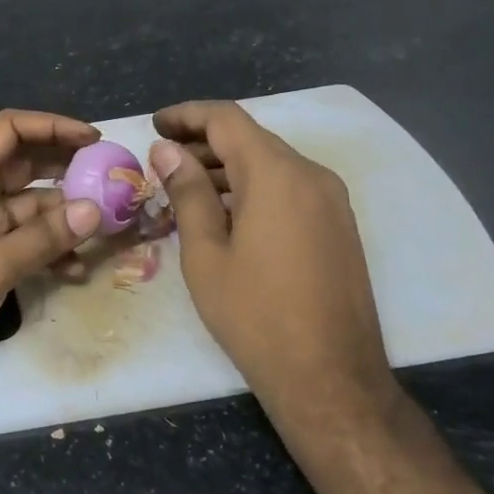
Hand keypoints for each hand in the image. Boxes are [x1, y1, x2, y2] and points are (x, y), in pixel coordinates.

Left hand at [0, 109, 103, 406]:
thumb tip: (95, 210)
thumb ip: (43, 237)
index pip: (9, 130)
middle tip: (111, 180)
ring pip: (30, 208)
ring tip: (106, 228)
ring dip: (64, 217)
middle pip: (24, 165)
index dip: (52, 126)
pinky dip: (50, 252)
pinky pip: (26, 244)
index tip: (94, 139)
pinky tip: (76, 271)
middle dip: (66, 170)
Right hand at [149, 100, 393, 408]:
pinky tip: (225, 213)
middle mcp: (311, 174)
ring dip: (227, 167)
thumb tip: (167, 150)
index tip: (154, 125)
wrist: (331, 378)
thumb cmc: (256, 316)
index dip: (186, 115)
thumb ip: (187, 192)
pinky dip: (253, 187)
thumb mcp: (206, 254)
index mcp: (276, 174)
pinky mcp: (338, 224)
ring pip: (270, 163)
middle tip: (161, 161)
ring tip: (184, 188)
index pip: (226, 119)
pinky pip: (289, 187)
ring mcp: (331, 200)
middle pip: (250, 138)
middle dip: (203, 142)